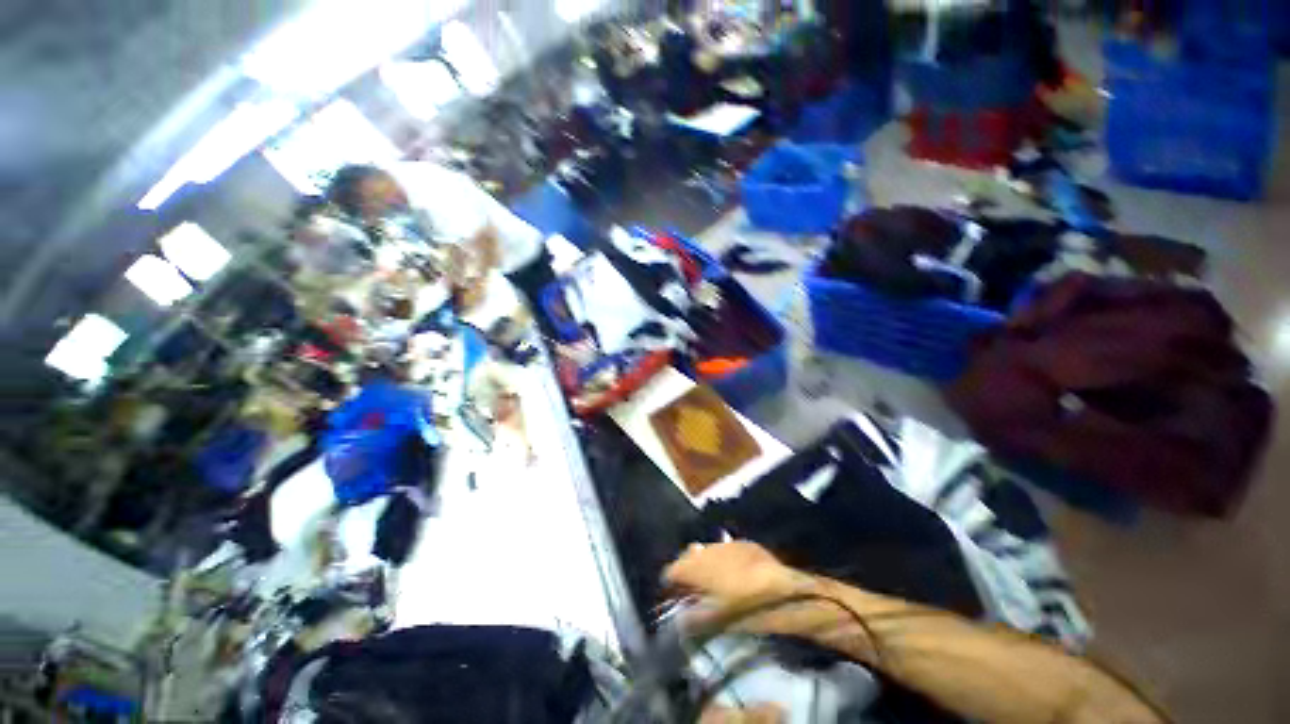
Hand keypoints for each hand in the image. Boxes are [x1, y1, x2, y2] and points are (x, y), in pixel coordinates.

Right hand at [664, 541, 805, 608]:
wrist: (780, 587)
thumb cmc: (744, 605)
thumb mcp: (716, 619)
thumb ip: (693, 619)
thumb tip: (677, 622)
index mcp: (695, 568)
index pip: (671, 571)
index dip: (669, 584)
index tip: (673, 595)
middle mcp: (705, 551)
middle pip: (686, 558)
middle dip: (685, 572)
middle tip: (691, 589)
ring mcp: (723, 544)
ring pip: (703, 552)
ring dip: (702, 564)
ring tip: (710, 581)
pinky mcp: (739, 542)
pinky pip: (722, 549)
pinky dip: (720, 559)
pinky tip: (730, 572)